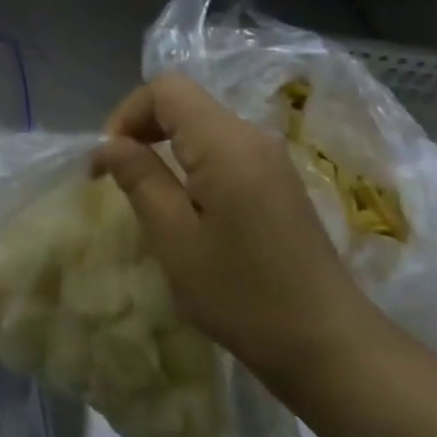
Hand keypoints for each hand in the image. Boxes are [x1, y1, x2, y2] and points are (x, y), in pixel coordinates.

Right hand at [92, 73, 382, 387]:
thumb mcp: (175, 239)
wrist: (329, 347)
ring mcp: (270, 160)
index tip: (107, 161)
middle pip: (185, 103)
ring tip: (145, 194)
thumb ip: (140, 179)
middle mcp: (253, 138)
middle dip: (141, 129)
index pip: (166, 89)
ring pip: (202, 126)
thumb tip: (110, 144)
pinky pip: (222, 151)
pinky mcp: (278, 183)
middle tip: (117, 176)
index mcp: (227, 145)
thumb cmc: (242, 294)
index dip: (127, 114)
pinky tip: (185, 207)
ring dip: (164, 147)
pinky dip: (190, 163)